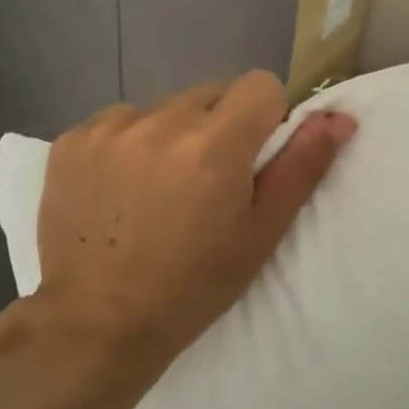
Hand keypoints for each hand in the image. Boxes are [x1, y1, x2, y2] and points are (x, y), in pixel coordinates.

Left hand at [20, 72, 355, 405]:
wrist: (96, 324)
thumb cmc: (192, 287)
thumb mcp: (260, 234)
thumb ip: (301, 167)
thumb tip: (338, 116)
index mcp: (214, 145)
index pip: (260, 84)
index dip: (265, 119)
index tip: (250, 162)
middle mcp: (160, 122)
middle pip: (211, 93)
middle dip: (219, 127)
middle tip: (206, 184)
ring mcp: (108, 128)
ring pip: (164, 107)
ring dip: (172, 134)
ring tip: (158, 191)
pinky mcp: (70, 140)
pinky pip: (118, 121)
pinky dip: (128, 144)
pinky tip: (120, 191)